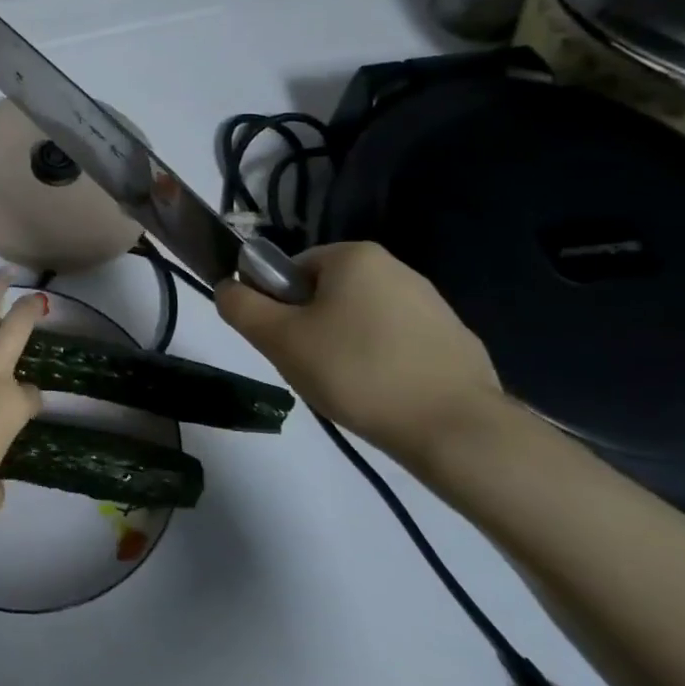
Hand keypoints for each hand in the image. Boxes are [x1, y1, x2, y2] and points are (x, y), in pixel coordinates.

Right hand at [215, 241, 501, 466]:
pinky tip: (383, 396)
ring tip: (349, 388)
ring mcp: (432, 304)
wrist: (456, 429)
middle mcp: (396, 267)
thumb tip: (228, 288)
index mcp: (354, 256)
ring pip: (360, 321)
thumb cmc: (356, 372)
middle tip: (312, 369)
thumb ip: (240, 306)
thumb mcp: (278, 339)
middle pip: (325, 294)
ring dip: (345, 348)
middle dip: (311, 329)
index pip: (291, 271)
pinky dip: (381, 364)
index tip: (287, 344)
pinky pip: (396, 344)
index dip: (278, 307)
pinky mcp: (454, 340)